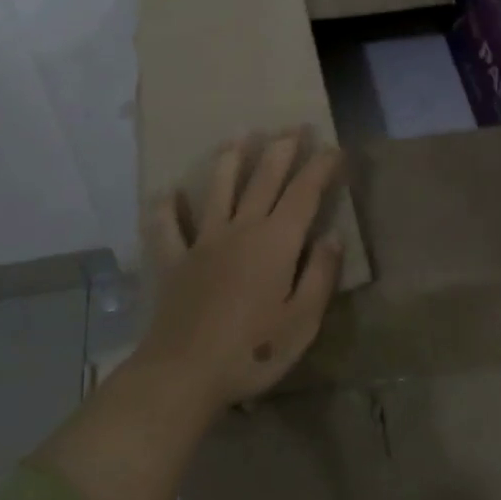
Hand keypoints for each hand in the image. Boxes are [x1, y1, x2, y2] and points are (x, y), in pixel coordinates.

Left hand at [139, 130, 345, 408]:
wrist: (185, 373)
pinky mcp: (175, 260)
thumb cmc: (252, 351)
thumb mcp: (302, 322)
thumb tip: (332, 236)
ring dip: (230, 159)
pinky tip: (167, 193)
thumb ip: (320, 275)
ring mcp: (203, 241)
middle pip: (264, 178)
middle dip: (281, 149)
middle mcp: (241, 228)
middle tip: (293, 126)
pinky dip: (166, 208)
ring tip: (239, 136)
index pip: (304, 193)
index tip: (333, 147)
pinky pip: (167, 227)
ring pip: (218, 188)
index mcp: (276, 242)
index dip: (320, 167)